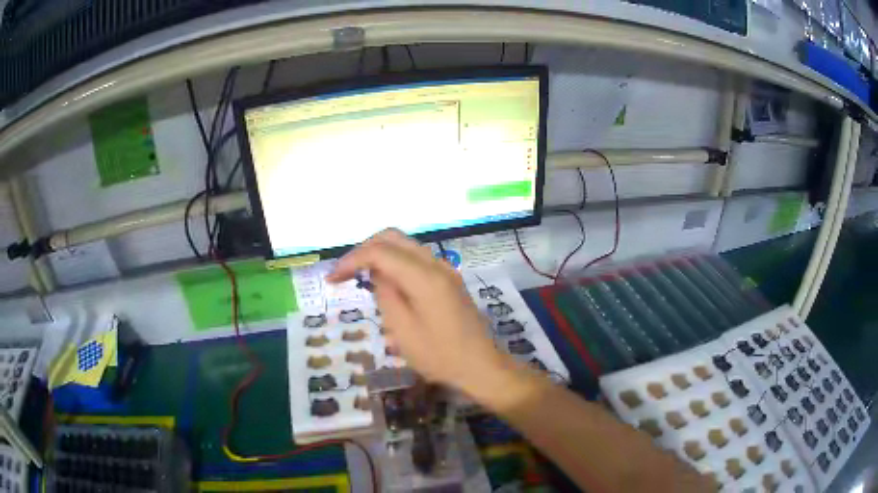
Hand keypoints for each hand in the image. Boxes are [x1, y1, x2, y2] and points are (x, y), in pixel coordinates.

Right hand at [327, 229, 513, 397]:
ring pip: (405, 246)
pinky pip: (416, 259)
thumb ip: (385, 295)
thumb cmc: (440, 356)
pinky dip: (396, 263)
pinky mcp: (449, 279)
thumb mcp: (403, 331)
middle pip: (393, 238)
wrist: (481, 367)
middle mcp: (436, 264)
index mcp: (424, 276)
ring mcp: (446, 269)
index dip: (351, 260)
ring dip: (380, 255)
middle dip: (364, 250)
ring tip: (360, 278)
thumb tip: (377, 274)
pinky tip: (386, 284)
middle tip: (345, 273)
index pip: (379, 252)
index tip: (332, 279)